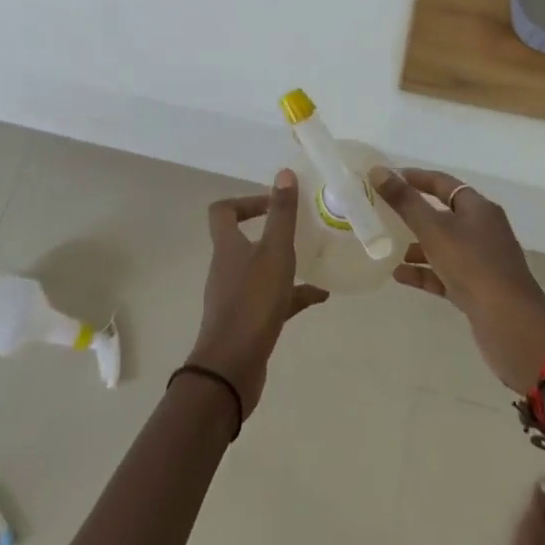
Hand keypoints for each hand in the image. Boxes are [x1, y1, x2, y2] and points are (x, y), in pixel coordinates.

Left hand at [185, 170, 329, 417]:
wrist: (230, 370)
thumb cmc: (252, 303)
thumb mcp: (274, 253)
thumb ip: (282, 215)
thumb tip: (284, 174)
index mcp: (228, 246)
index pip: (223, 211)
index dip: (245, 201)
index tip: (273, 203)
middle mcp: (228, 267)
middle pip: (244, 240)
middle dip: (272, 232)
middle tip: (301, 228)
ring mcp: (236, 296)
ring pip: (262, 270)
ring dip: (285, 263)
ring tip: (317, 258)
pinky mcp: (248, 322)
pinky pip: (273, 300)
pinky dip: (294, 295)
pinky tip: (321, 296)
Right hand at [373, 166, 544, 391]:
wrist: (512, 326)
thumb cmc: (473, 266)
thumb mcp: (434, 230)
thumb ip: (405, 202)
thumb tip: (378, 171)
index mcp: (478, 208)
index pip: (442, 183)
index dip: (415, 178)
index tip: (386, 179)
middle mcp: (482, 229)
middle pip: (443, 213)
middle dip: (413, 213)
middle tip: (382, 212)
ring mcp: (481, 261)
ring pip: (443, 245)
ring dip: (417, 245)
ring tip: (386, 246)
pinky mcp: (478, 289)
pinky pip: (445, 273)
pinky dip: (424, 272)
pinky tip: (399, 275)